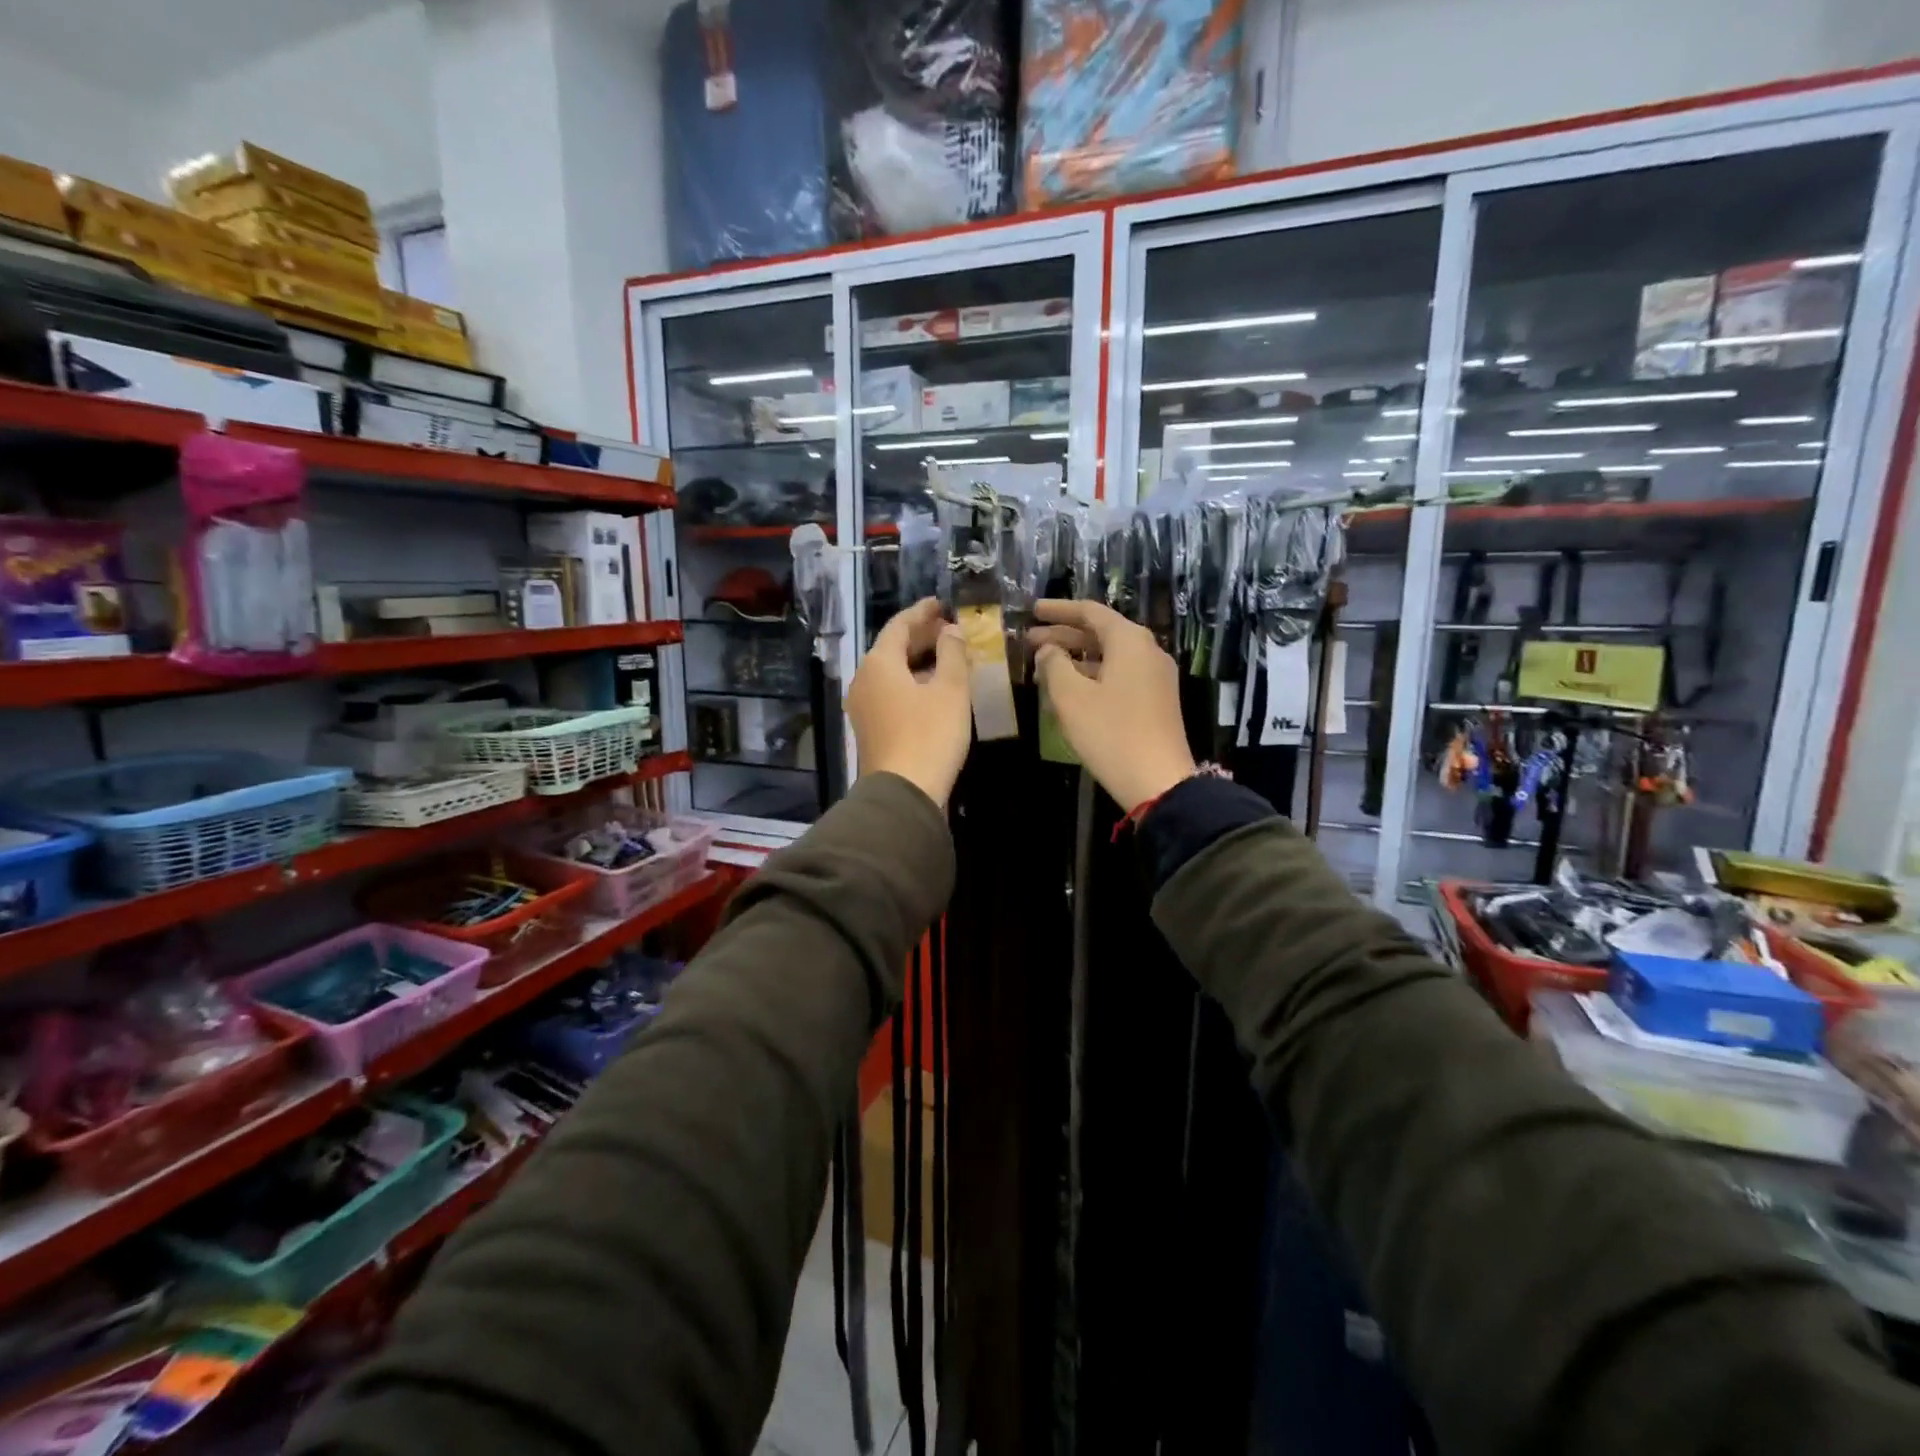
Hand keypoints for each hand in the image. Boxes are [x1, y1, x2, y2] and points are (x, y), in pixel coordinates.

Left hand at [847, 597, 970, 807]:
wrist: (903, 793)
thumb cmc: (929, 735)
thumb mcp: (950, 690)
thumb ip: (952, 653)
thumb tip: (950, 630)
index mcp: (879, 663)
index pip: (899, 625)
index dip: (922, 612)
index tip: (941, 603)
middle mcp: (864, 680)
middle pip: (892, 648)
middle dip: (921, 637)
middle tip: (950, 629)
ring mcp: (863, 706)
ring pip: (892, 672)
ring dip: (918, 661)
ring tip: (948, 657)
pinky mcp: (870, 728)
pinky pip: (890, 693)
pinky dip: (912, 683)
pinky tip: (934, 690)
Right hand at [1030, 599, 1195, 812]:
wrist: (1158, 781)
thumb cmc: (1110, 732)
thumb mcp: (1071, 697)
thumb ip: (1054, 664)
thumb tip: (1049, 650)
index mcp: (1130, 641)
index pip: (1090, 612)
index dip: (1058, 610)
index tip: (1033, 611)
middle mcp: (1147, 651)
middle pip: (1101, 633)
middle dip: (1064, 635)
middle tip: (1030, 640)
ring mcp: (1155, 677)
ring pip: (1109, 656)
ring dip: (1076, 658)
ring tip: (1043, 666)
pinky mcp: (1155, 700)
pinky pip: (1119, 675)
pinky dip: (1092, 676)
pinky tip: (1069, 690)